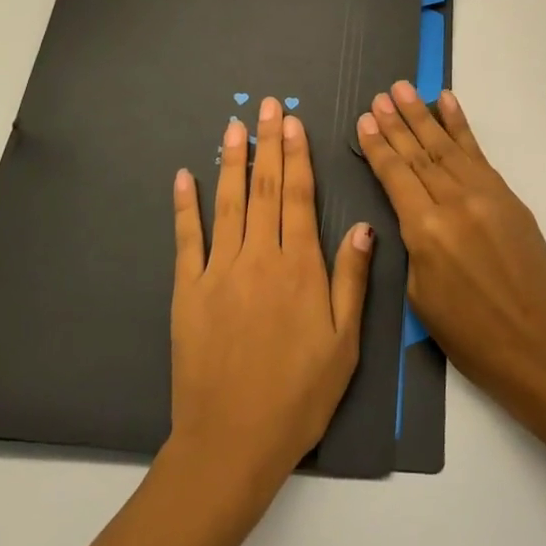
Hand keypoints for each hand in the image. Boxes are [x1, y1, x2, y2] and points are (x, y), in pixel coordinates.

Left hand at [168, 97, 371, 493]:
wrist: (233, 441)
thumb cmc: (299, 395)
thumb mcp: (344, 344)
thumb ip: (351, 280)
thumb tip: (361, 226)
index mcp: (300, 268)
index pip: (297, 197)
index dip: (296, 156)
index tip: (293, 122)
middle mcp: (258, 259)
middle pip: (264, 188)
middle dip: (267, 143)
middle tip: (266, 105)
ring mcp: (218, 272)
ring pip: (227, 203)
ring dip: (231, 160)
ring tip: (233, 125)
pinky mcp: (186, 291)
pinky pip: (186, 239)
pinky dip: (185, 205)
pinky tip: (184, 176)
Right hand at [357, 83, 545, 414]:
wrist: (539, 345)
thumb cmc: (470, 335)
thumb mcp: (420, 295)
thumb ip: (413, 244)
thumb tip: (412, 212)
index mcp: (426, 230)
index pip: (395, 175)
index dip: (378, 146)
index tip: (365, 119)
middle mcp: (454, 202)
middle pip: (418, 153)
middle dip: (397, 122)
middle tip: (381, 95)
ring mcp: (485, 195)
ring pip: (447, 146)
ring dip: (423, 115)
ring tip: (404, 89)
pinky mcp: (508, 197)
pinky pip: (478, 154)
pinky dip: (462, 126)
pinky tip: (448, 104)